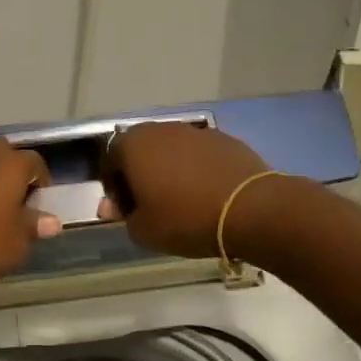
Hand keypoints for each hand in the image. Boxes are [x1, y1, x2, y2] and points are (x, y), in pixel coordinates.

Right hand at [97, 123, 276, 258]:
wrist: (249, 209)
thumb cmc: (185, 218)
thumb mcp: (143, 230)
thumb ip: (122, 217)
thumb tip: (113, 208)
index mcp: (134, 145)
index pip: (110, 160)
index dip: (114, 187)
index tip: (124, 210)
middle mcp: (162, 130)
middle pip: (141, 150)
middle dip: (140, 174)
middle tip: (148, 204)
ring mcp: (196, 131)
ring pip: (171, 150)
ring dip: (168, 170)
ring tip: (179, 200)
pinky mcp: (225, 139)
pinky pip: (199, 155)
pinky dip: (195, 170)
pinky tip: (205, 194)